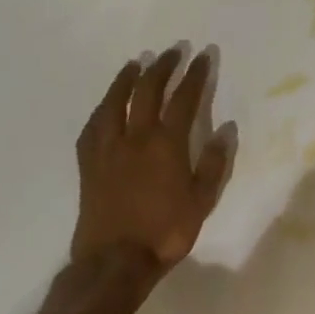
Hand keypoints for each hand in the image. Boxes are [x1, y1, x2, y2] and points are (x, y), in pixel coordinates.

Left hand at [72, 47, 233, 274]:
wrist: (114, 261)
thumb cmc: (165, 231)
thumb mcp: (202, 201)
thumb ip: (213, 163)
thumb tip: (225, 129)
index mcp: (167, 144)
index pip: (184, 99)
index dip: (195, 75)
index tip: (202, 56)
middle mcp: (135, 138)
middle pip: (147, 91)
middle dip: (162, 67)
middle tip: (172, 52)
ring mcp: (108, 149)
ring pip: (114, 103)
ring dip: (126, 79)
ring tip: (135, 64)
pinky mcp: (89, 164)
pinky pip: (93, 127)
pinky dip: (102, 109)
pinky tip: (106, 105)